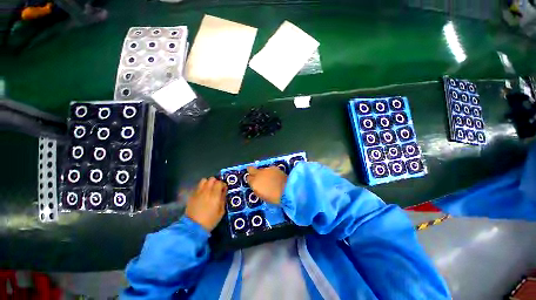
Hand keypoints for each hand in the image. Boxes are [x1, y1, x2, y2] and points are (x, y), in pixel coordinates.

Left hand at [185, 177, 226, 231]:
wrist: (193, 227)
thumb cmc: (210, 220)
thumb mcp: (221, 211)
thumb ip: (223, 199)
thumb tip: (224, 191)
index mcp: (215, 195)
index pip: (220, 182)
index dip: (223, 185)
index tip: (223, 190)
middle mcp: (206, 191)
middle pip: (212, 179)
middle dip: (215, 182)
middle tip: (216, 189)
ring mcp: (198, 192)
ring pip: (203, 180)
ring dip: (208, 183)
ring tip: (209, 189)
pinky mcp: (192, 195)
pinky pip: (198, 186)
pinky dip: (201, 188)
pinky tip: (202, 194)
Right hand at [247, 166, 286, 204]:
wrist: (287, 190)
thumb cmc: (273, 197)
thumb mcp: (262, 196)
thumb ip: (257, 188)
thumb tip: (256, 185)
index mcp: (254, 182)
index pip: (248, 178)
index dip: (250, 179)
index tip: (252, 181)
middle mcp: (258, 174)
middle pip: (251, 169)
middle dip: (251, 171)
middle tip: (254, 174)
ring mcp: (266, 169)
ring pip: (261, 169)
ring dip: (263, 173)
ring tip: (268, 178)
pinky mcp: (274, 167)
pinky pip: (269, 169)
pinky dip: (270, 172)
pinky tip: (274, 176)